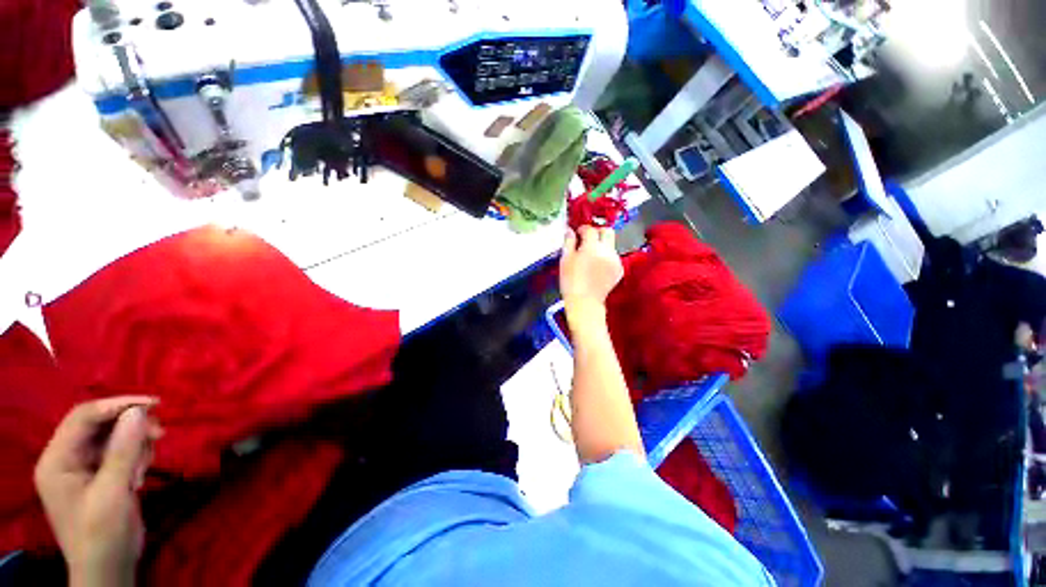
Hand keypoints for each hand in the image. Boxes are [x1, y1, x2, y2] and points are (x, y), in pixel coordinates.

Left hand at [35, 397, 161, 586]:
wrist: (110, 569)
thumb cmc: (103, 534)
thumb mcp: (113, 492)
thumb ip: (123, 450)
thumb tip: (139, 411)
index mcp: (57, 460)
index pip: (83, 417)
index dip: (116, 405)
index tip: (154, 403)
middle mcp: (66, 458)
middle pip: (99, 425)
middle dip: (130, 426)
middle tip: (160, 434)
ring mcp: (82, 468)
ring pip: (113, 437)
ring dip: (135, 444)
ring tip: (145, 467)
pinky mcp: (100, 476)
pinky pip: (119, 452)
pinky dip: (135, 456)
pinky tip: (141, 474)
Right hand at [560, 226, 623, 312]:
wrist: (584, 302)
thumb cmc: (571, 282)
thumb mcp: (565, 260)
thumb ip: (568, 242)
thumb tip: (570, 231)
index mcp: (592, 247)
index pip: (590, 229)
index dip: (583, 229)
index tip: (578, 233)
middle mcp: (607, 251)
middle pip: (607, 231)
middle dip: (598, 232)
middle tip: (588, 239)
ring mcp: (615, 261)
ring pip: (611, 245)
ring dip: (602, 246)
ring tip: (590, 257)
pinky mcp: (619, 270)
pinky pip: (614, 257)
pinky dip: (606, 258)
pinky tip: (597, 267)